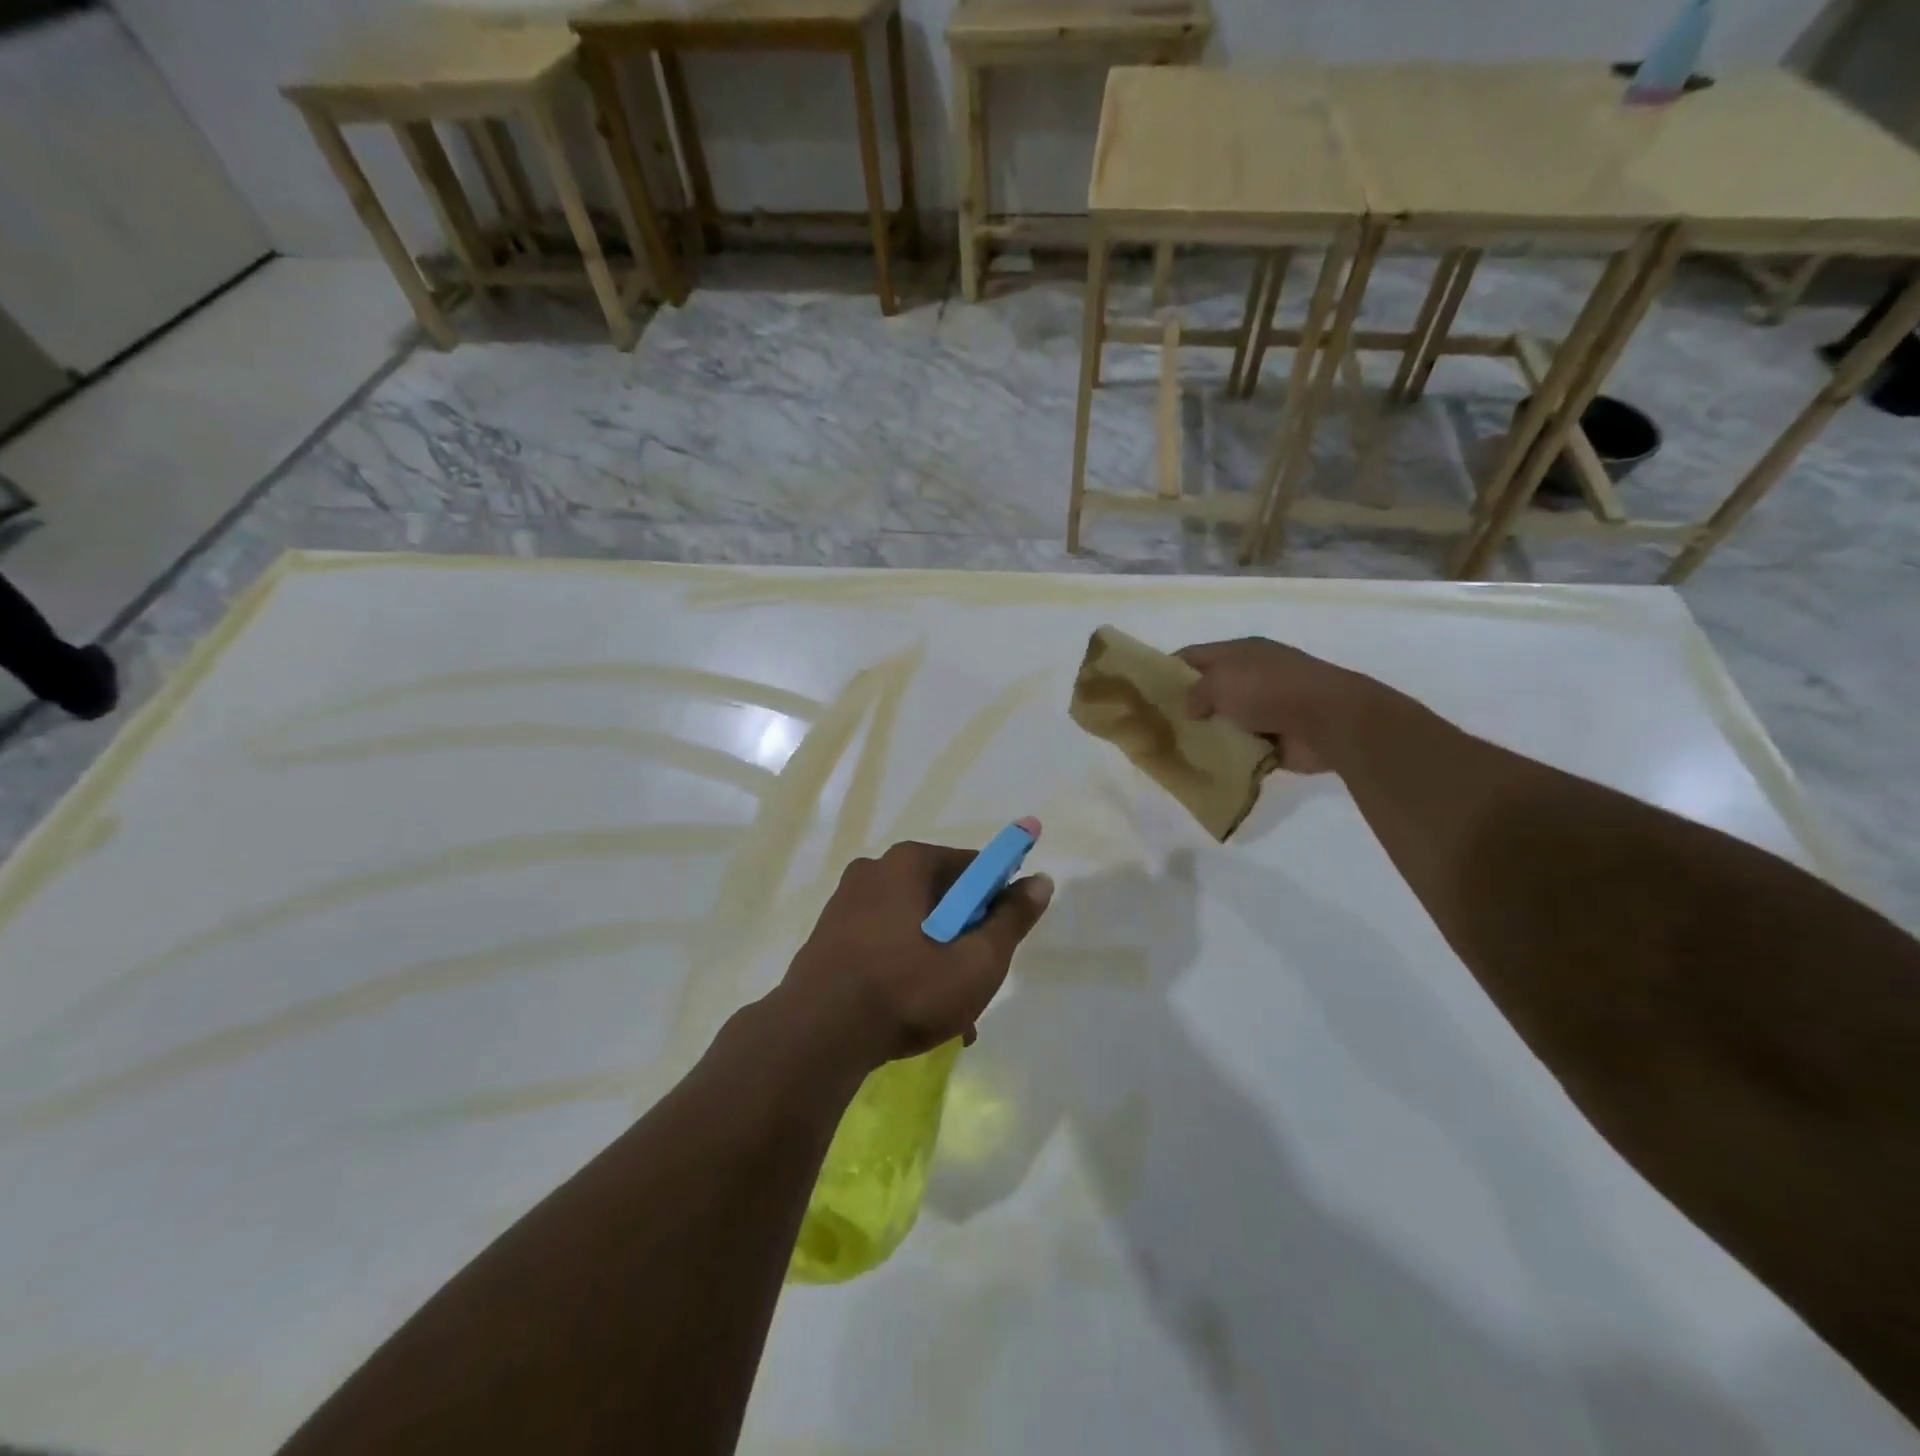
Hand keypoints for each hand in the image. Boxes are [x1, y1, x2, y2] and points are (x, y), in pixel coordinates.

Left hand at [777, 839, 1053, 1071]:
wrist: (816, 1037)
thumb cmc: (907, 989)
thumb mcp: (977, 960)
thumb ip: (1012, 919)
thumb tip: (1040, 881)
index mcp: (909, 862)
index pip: (973, 867)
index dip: (997, 901)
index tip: (1002, 941)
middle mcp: (873, 871)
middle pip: (942, 898)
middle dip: (966, 939)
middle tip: (977, 984)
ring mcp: (845, 904)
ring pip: (913, 927)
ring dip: (938, 962)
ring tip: (952, 1016)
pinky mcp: (828, 938)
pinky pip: (883, 945)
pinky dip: (905, 970)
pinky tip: (915, 1015)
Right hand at [1176, 637, 1394, 774]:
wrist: (1329, 720)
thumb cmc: (1270, 689)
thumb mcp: (1220, 681)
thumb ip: (1196, 693)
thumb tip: (1190, 708)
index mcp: (1239, 653)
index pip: (1192, 656)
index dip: (1166, 671)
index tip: (1144, 693)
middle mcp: (1251, 677)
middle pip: (1208, 690)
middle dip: (1184, 708)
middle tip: (1155, 727)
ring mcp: (1265, 708)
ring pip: (1223, 721)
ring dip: (1206, 734)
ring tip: (1175, 751)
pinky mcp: (1276, 738)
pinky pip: (1242, 748)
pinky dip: (1227, 756)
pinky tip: (1204, 767)